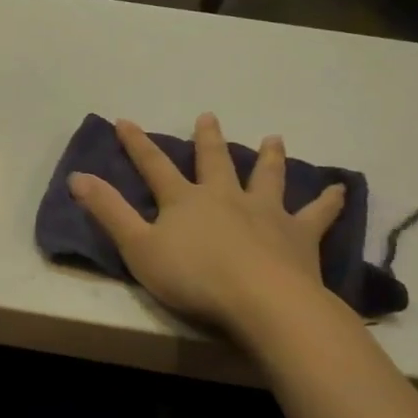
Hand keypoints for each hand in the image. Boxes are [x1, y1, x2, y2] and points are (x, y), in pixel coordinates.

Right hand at [68, 117, 344, 336]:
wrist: (261, 301)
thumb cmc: (193, 277)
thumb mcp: (137, 248)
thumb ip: (108, 212)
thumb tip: (76, 177)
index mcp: (184, 200)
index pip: (154, 165)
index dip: (137, 144)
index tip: (124, 121)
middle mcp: (225, 196)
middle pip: (215, 161)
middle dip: (207, 139)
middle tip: (208, 116)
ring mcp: (265, 212)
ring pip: (266, 177)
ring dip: (268, 157)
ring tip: (273, 139)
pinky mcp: (298, 235)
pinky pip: (316, 213)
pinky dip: (328, 201)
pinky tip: (340, 189)